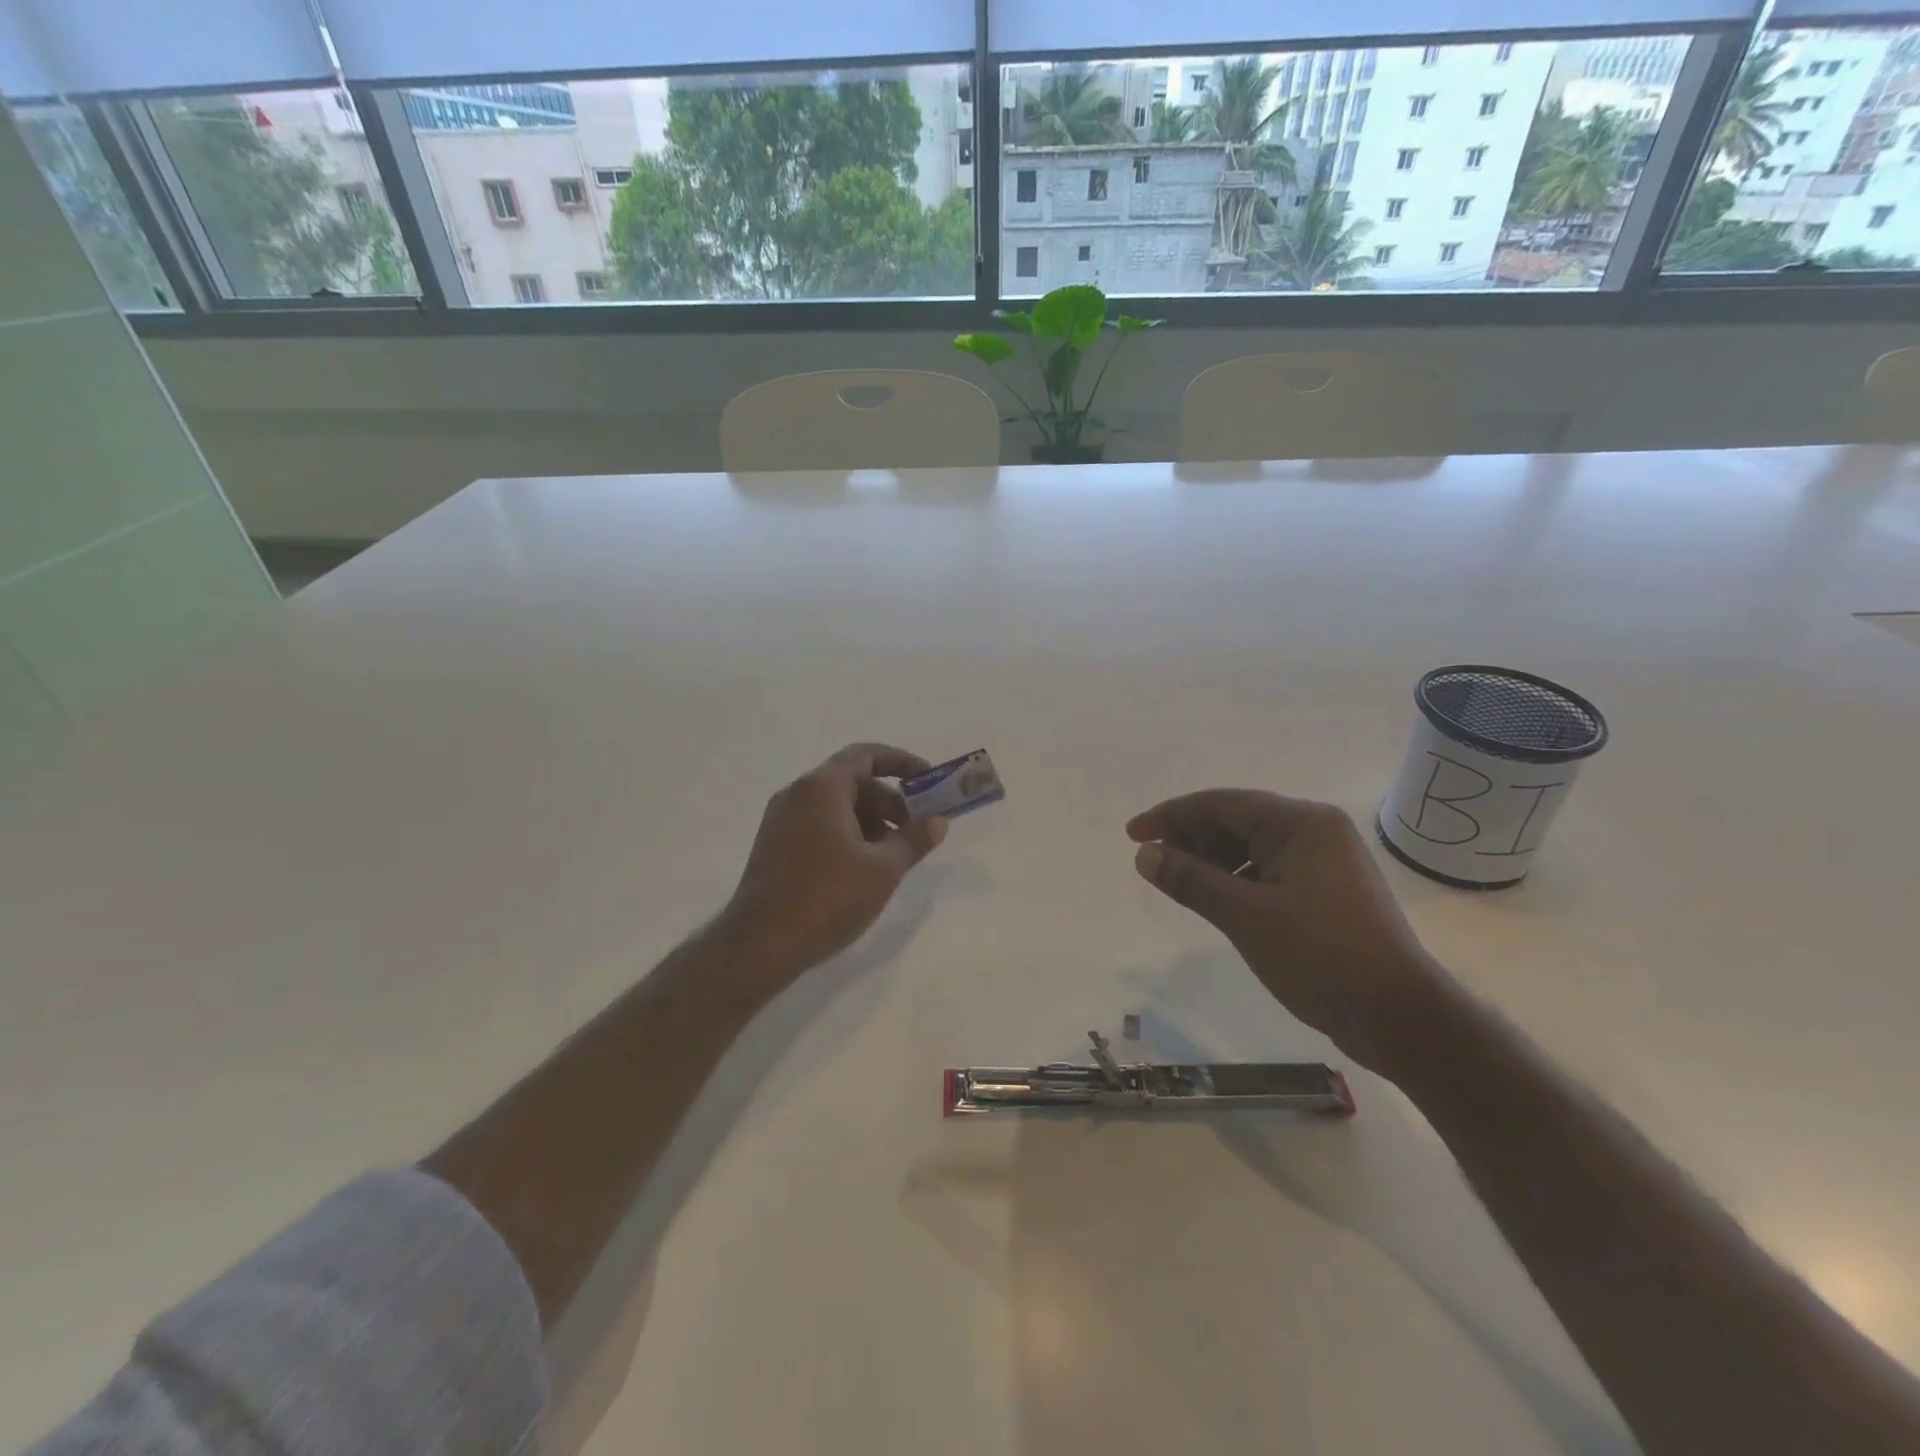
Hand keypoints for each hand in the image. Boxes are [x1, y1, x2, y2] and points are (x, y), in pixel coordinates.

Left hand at [720, 743, 947, 978]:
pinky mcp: (775, 845)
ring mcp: (781, 820)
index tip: (929, 780)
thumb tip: (937, 822)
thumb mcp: (882, 869)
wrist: (760, 945)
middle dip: (890, 801)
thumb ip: (913, 839)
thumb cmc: (827, 897)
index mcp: (821, 787)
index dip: (902, 762)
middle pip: (853, 782)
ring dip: (871, 821)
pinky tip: (865, 868)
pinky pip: (819, 824)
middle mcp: (797, 794)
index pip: (866, 755)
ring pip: (836, 806)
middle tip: (917, 830)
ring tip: (895, 855)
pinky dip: (848, 834)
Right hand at [1127, 790, 1455, 1077]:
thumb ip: (1191, 880)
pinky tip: (1218, 901)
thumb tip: (1145, 855)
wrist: (1400, 1018)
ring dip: (1213, 860)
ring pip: (1253, 846)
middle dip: (1192, 838)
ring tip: (1180, 883)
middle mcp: (1317, 831)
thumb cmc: (1321, 957)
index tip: (1133, 835)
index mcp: (1302, 823)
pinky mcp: (1329, 891)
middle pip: (1238, 820)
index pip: (1222, 803)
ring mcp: (1327, 861)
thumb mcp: (1245, 917)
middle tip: (1153, 863)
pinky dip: (1238, 879)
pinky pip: (1270, 870)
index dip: (1172, 816)